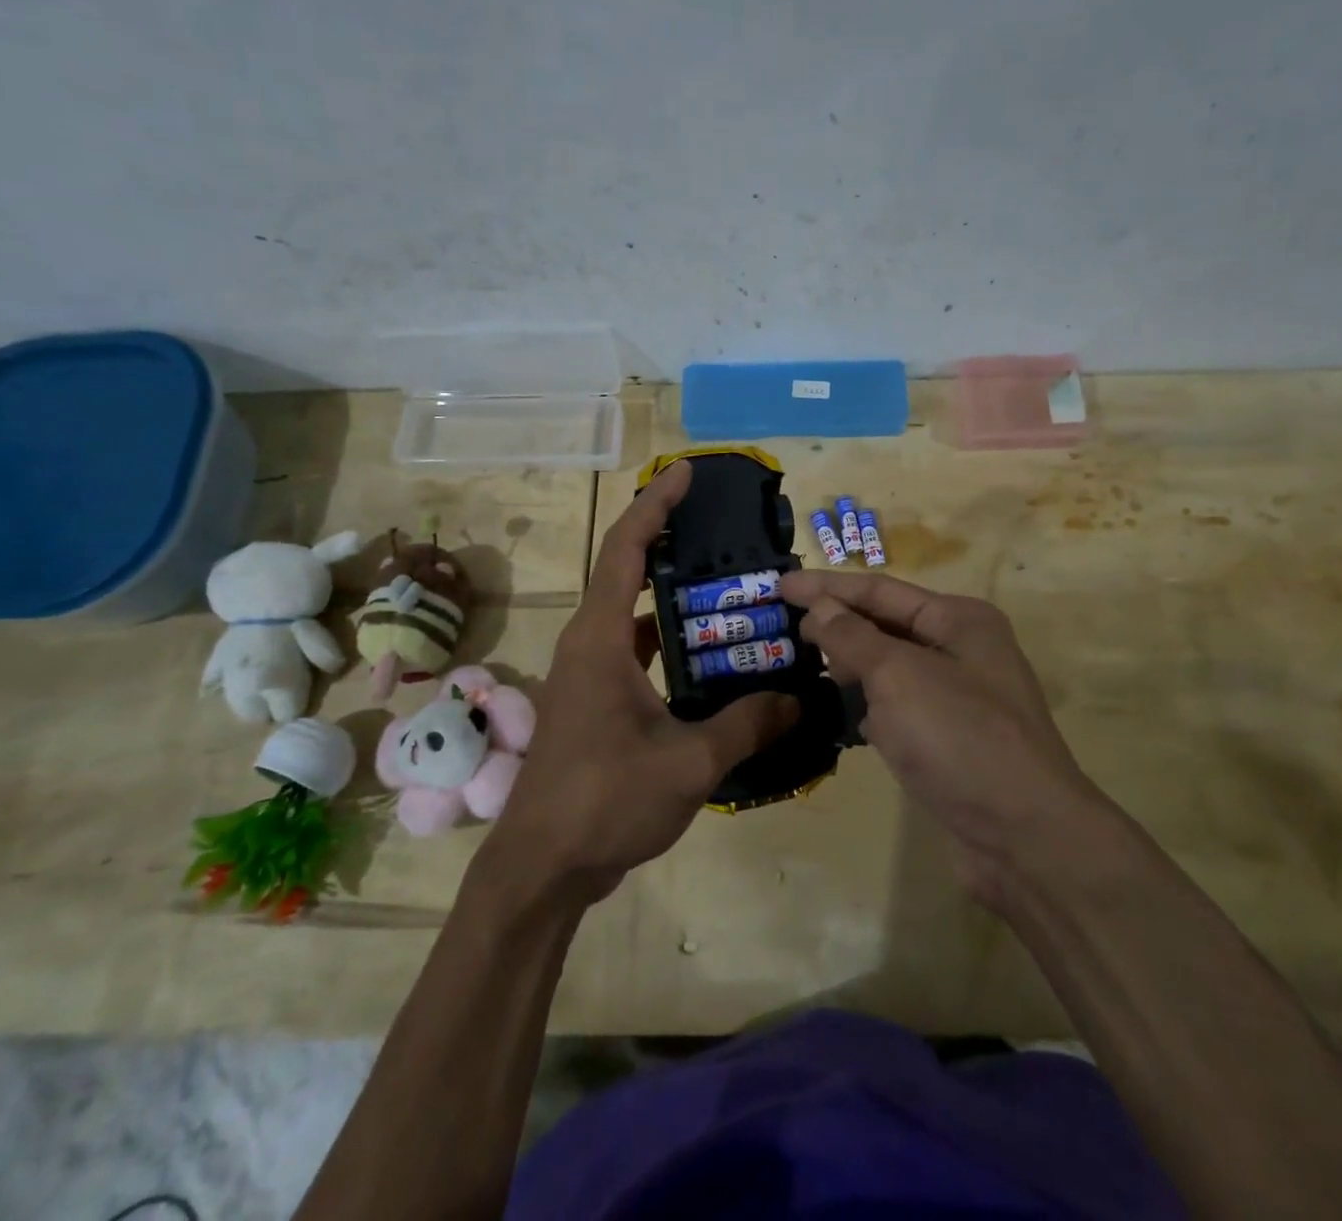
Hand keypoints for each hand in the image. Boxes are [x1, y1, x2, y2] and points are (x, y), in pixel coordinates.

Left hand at [483, 461, 798, 905]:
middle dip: (671, 541)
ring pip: (634, 614)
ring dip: (675, 597)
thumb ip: (747, 726)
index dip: (655, 505)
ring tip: (731, 590)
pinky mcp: (596, 702)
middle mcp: (589, 644)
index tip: (686, 474)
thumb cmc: (604, 801)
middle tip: (725, 531)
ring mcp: (589, 674)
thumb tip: (799, 699)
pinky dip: (671, 642)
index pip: (625, 549)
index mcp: (601, 639)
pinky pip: (637, 652)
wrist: (542, 867)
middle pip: (627, 571)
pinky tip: (712, 660)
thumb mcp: (688, 762)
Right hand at [782, 569, 1100, 893]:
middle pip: (886, 624)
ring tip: (804, 661)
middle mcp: (962, 650)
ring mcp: (958, 697)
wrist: (1023, 837)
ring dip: (850, 662)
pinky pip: (898, 705)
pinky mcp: (949, 739)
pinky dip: (868, 702)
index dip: (826, 586)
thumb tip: (820, 608)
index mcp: (959, 620)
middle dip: (837, 622)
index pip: (879, 590)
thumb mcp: (898, 676)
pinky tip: (841, 709)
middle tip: (786, 627)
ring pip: (890, 667)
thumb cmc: (960, 738)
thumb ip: (853, 636)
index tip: (779, 586)